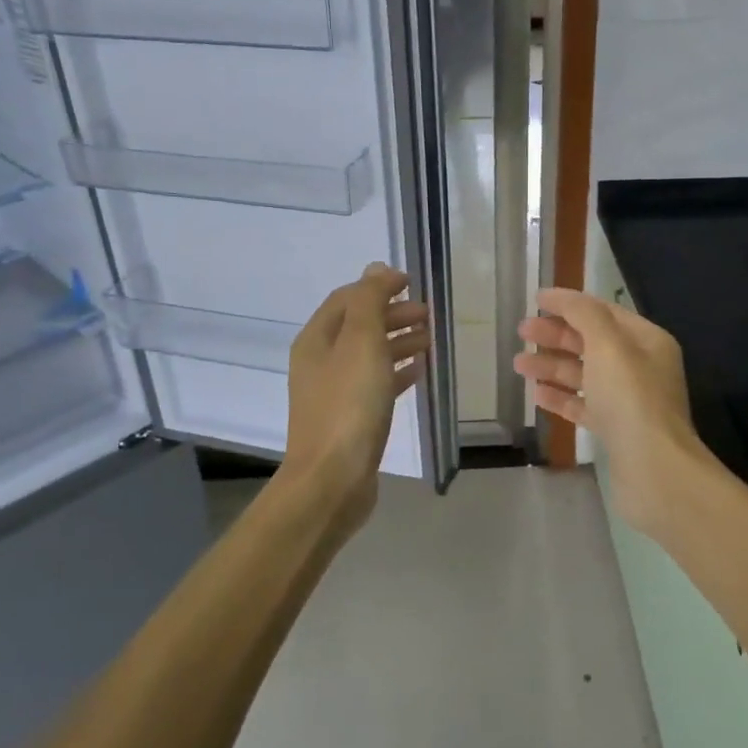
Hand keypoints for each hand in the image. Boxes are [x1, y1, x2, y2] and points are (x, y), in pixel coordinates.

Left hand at [281, 263, 430, 533]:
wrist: (332, 479)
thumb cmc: (349, 405)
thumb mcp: (362, 342)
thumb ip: (369, 300)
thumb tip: (377, 268)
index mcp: (317, 339)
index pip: (348, 298)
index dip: (378, 286)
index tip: (412, 283)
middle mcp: (320, 361)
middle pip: (359, 325)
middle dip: (393, 314)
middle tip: (428, 315)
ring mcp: (334, 391)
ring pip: (369, 354)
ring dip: (398, 341)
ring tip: (430, 339)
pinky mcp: (350, 418)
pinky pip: (375, 383)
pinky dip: (396, 370)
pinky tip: (419, 371)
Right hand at [515, 287, 699, 470]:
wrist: (654, 468)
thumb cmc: (631, 397)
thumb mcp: (607, 345)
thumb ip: (583, 315)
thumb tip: (559, 295)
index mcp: (646, 340)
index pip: (603, 312)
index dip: (569, 304)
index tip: (535, 301)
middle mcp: (640, 367)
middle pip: (592, 342)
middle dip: (556, 336)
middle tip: (521, 332)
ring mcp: (628, 400)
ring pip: (584, 375)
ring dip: (552, 366)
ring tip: (518, 365)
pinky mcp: (616, 430)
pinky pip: (584, 405)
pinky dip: (561, 397)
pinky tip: (537, 395)